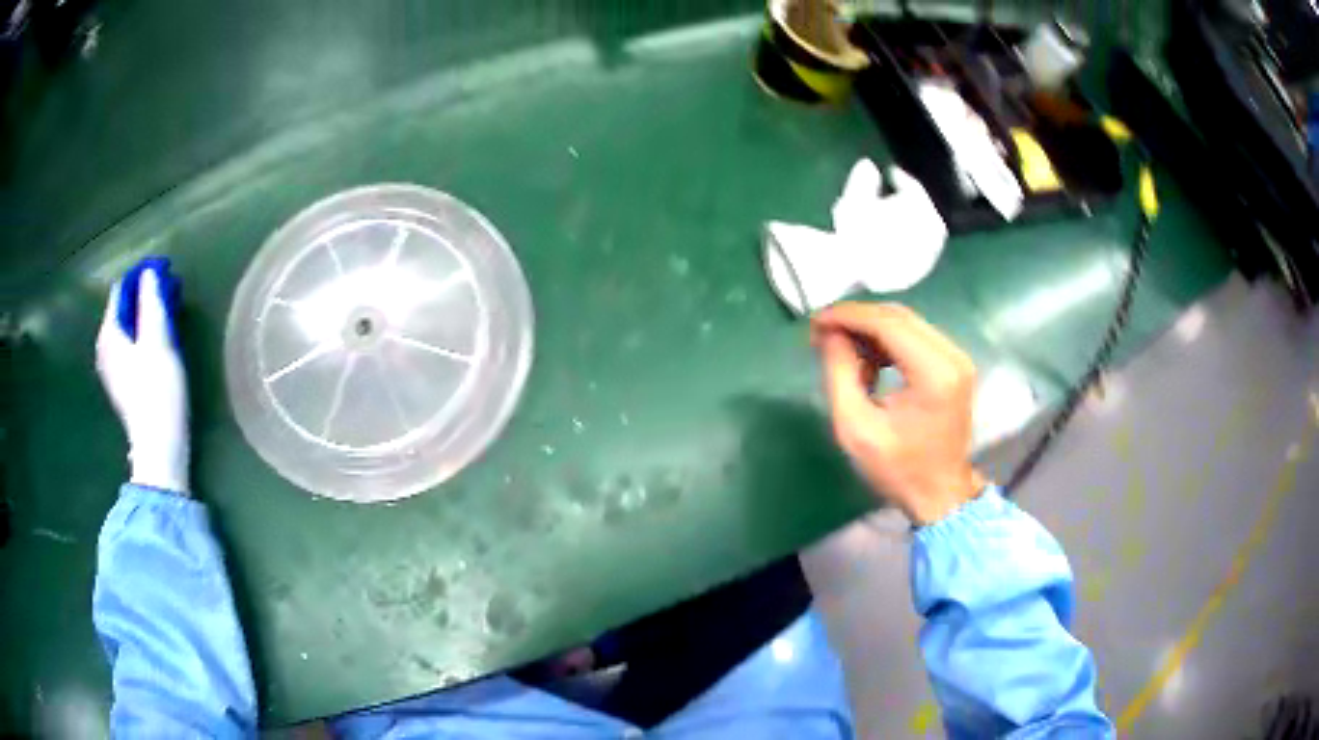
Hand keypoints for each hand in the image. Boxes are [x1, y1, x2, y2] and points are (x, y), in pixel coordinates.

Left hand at [96, 267, 190, 494]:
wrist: (159, 448)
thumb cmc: (157, 391)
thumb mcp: (157, 341)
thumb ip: (151, 302)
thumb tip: (148, 272)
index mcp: (109, 333)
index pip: (122, 289)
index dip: (142, 277)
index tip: (165, 275)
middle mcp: (104, 348)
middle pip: (123, 310)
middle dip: (144, 298)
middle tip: (169, 295)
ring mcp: (111, 370)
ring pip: (127, 329)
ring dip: (144, 318)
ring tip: (167, 318)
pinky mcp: (121, 386)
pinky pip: (129, 348)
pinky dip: (141, 338)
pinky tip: (158, 345)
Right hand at [812, 303, 983, 524]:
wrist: (940, 494)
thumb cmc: (898, 469)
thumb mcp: (856, 428)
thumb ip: (840, 374)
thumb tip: (830, 334)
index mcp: (934, 374)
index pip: (888, 324)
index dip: (849, 316)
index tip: (816, 322)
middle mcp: (952, 357)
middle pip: (898, 317)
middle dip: (857, 319)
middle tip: (822, 334)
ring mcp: (957, 359)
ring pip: (906, 323)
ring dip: (870, 331)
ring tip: (841, 352)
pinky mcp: (954, 365)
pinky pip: (916, 337)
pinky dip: (887, 342)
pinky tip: (868, 363)